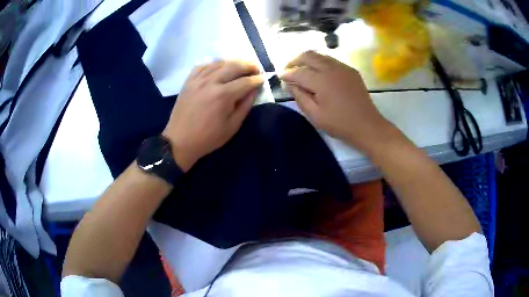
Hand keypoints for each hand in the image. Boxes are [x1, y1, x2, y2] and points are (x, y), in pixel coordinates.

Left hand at [163, 61, 263, 170]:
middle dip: (248, 65)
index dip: (256, 79)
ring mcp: (197, 80)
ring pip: (218, 63)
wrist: (180, 141)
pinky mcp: (188, 82)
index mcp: (223, 95)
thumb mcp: (232, 126)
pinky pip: (202, 66)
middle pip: (233, 66)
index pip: (245, 81)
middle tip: (255, 68)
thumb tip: (254, 90)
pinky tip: (218, 68)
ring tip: (240, 66)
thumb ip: (245, 106)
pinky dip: (212, 65)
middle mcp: (211, 82)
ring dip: (232, 62)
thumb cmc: (208, 138)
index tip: (263, 78)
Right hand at [281, 51, 393, 154]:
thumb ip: (300, 97)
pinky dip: (320, 63)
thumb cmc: (340, 124)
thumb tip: (292, 85)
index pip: (299, 72)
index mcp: (322, 81)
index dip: (287, 74)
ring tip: (301, 69)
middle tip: (288, 69)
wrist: (367, 125)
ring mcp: (343, 67)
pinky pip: (331, 60)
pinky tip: (318, 73)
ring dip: (307, 60)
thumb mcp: (315, 116)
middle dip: (294, 60)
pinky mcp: (351, 70)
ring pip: (320, 55)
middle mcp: (332, 68)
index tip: (280, 77)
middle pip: (308, 55)